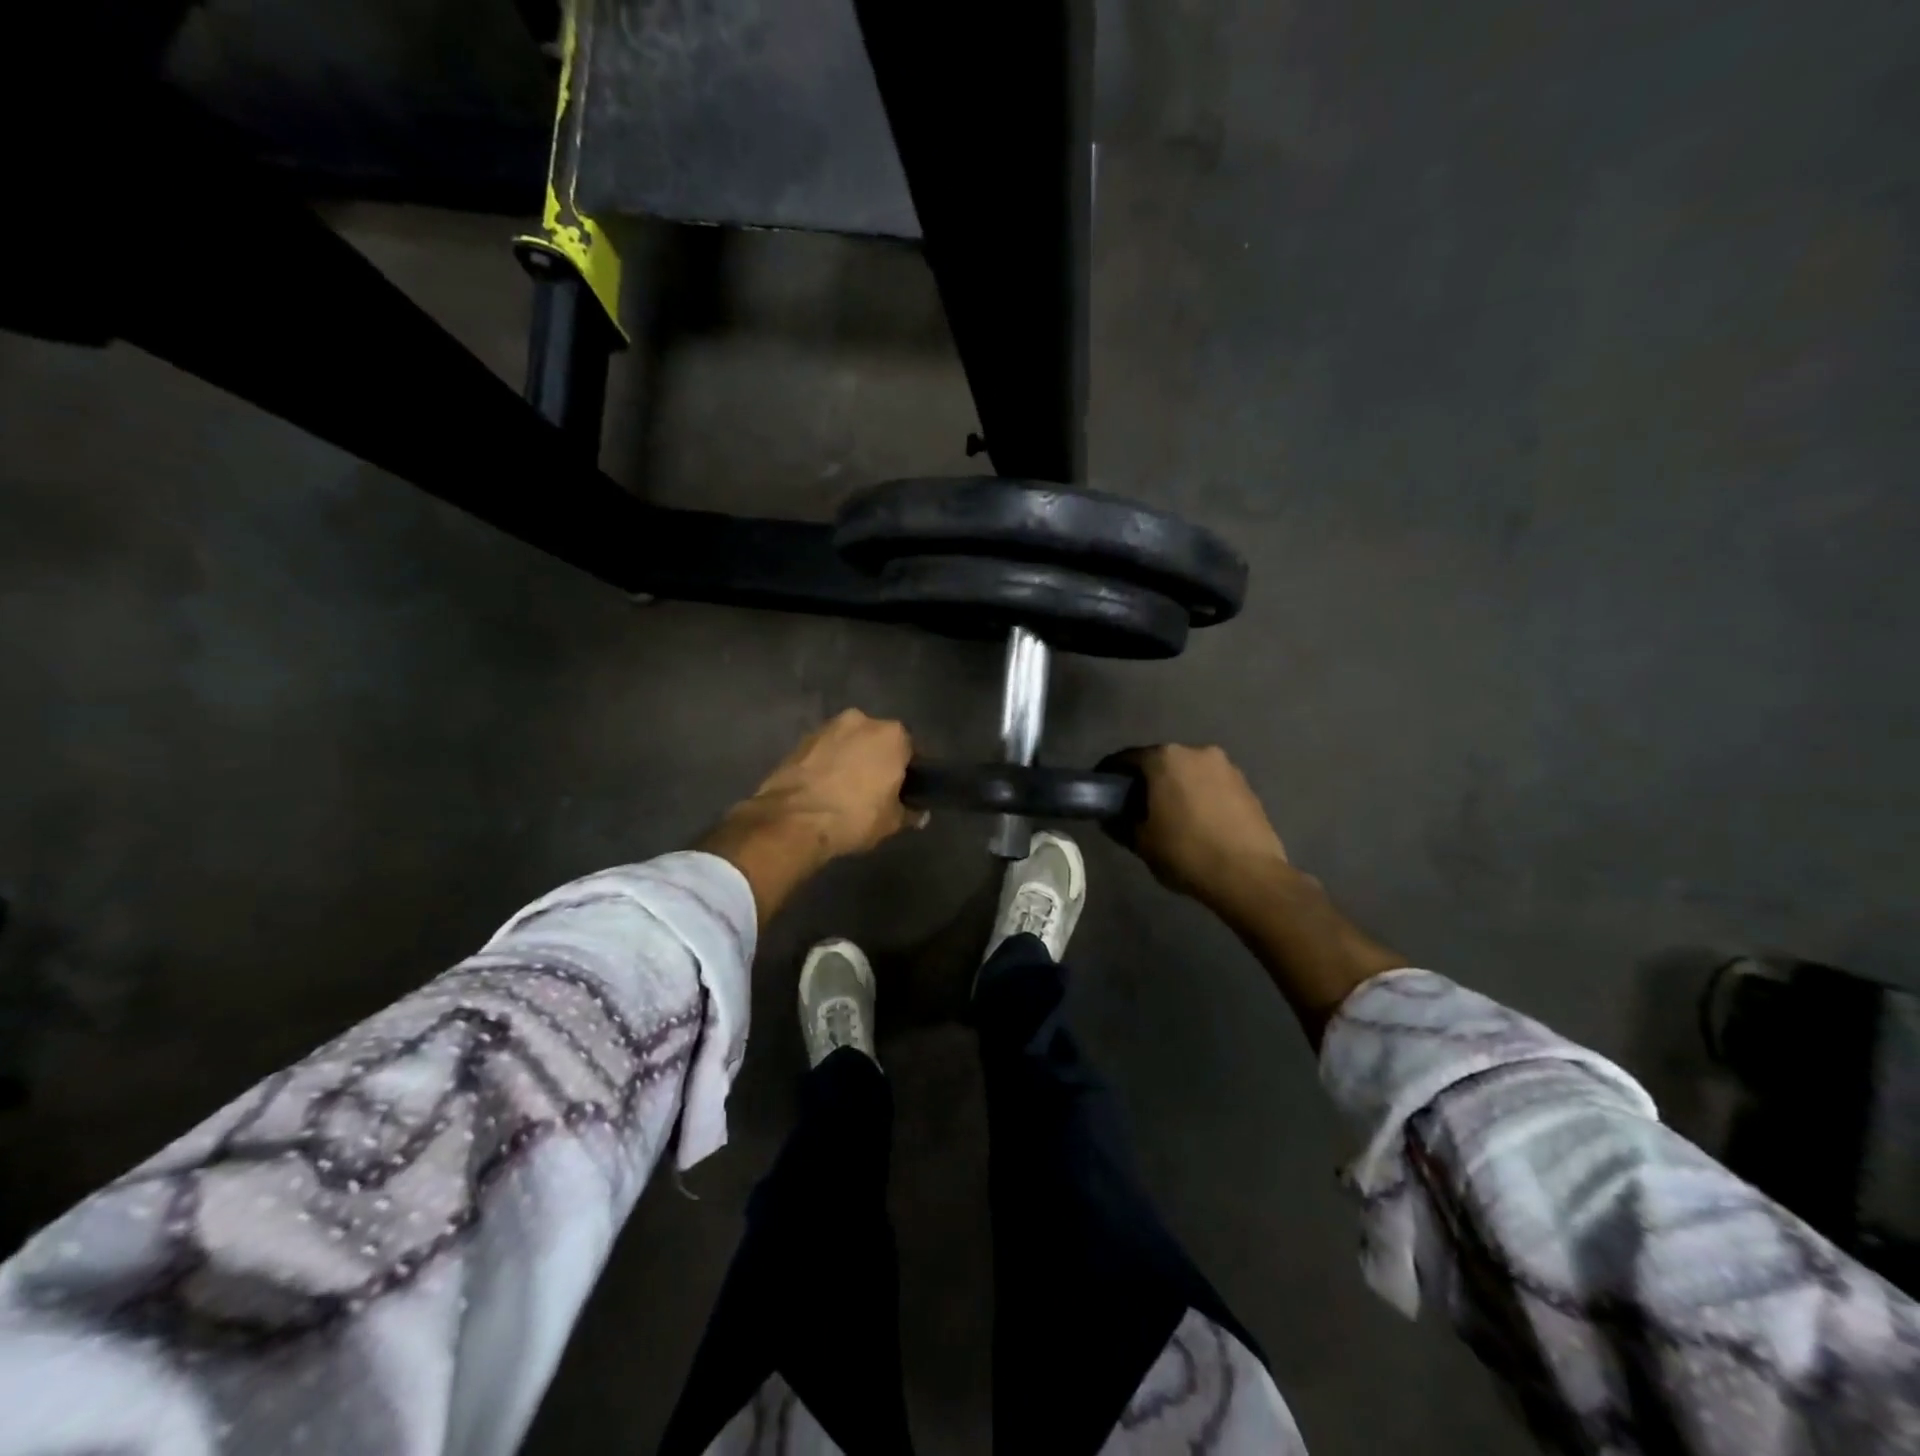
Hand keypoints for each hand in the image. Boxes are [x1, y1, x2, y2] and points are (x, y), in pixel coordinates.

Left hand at [735, 709, 924, 861]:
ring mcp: (827, 727)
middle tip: (874, 789)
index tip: (903, 789)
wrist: (794, 819)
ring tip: (845, 790)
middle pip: (876, 740)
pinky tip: (823, 789)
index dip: (907, 771)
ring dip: (849, 759)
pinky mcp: (800, 740)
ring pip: (847, 743)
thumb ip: (909, 813)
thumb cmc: (855, 816)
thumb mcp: (891, 822)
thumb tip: (918, 815)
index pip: (909, 750)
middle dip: (876, 759)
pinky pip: (823, 752)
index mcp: (892, 734)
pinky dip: (826, 764)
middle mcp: (862, 720)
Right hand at [1115, 744, 1402, 1047]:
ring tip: (1169, 814)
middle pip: (1161, 760)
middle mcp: (1196, 752)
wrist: (1249, 876)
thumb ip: (1120, 823)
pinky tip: (1196, 820)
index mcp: (1165, 758)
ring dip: (1176, 786)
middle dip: (1147, 779)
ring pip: (1189, 771)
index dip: (1110, 773)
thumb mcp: (1141, 842)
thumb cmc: (1186, 853)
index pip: (1127, 758)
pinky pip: (1211, 784)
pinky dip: (1199, 795)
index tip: (1102, 788)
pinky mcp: (1246, 785)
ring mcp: (1226, 767)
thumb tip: (1110, 816)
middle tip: (1134, 803)